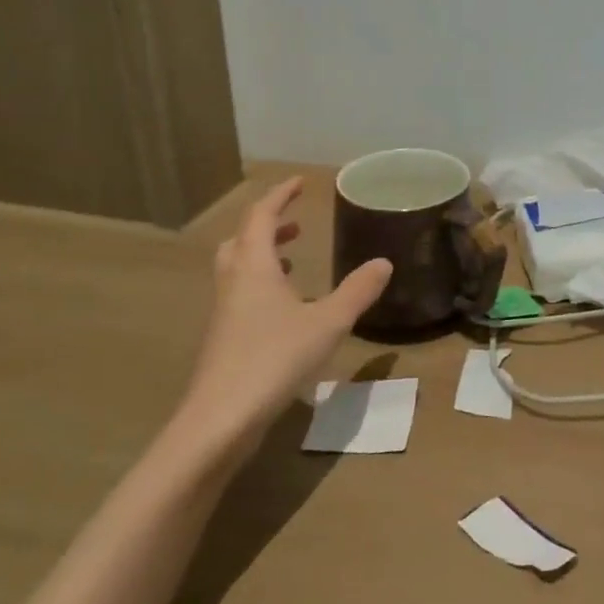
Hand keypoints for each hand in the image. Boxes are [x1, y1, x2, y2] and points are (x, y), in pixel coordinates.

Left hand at [170, 178, 390, 461]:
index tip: (299, 183)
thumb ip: (357, 291)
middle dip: (267, 226)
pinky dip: (261, 287)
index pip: (261, 216)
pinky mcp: (223, 340)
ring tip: (292, 261)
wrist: (219, 421)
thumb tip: (384, 262)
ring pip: (237, 269)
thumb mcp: (327, 322)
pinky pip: (240, 296)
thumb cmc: (273, 360)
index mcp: (254, 268)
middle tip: (295, 223)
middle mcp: (233, 283)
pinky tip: (286, 311)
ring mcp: (224, 313)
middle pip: (241, 240)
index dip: (280, 195)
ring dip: (262, 256)